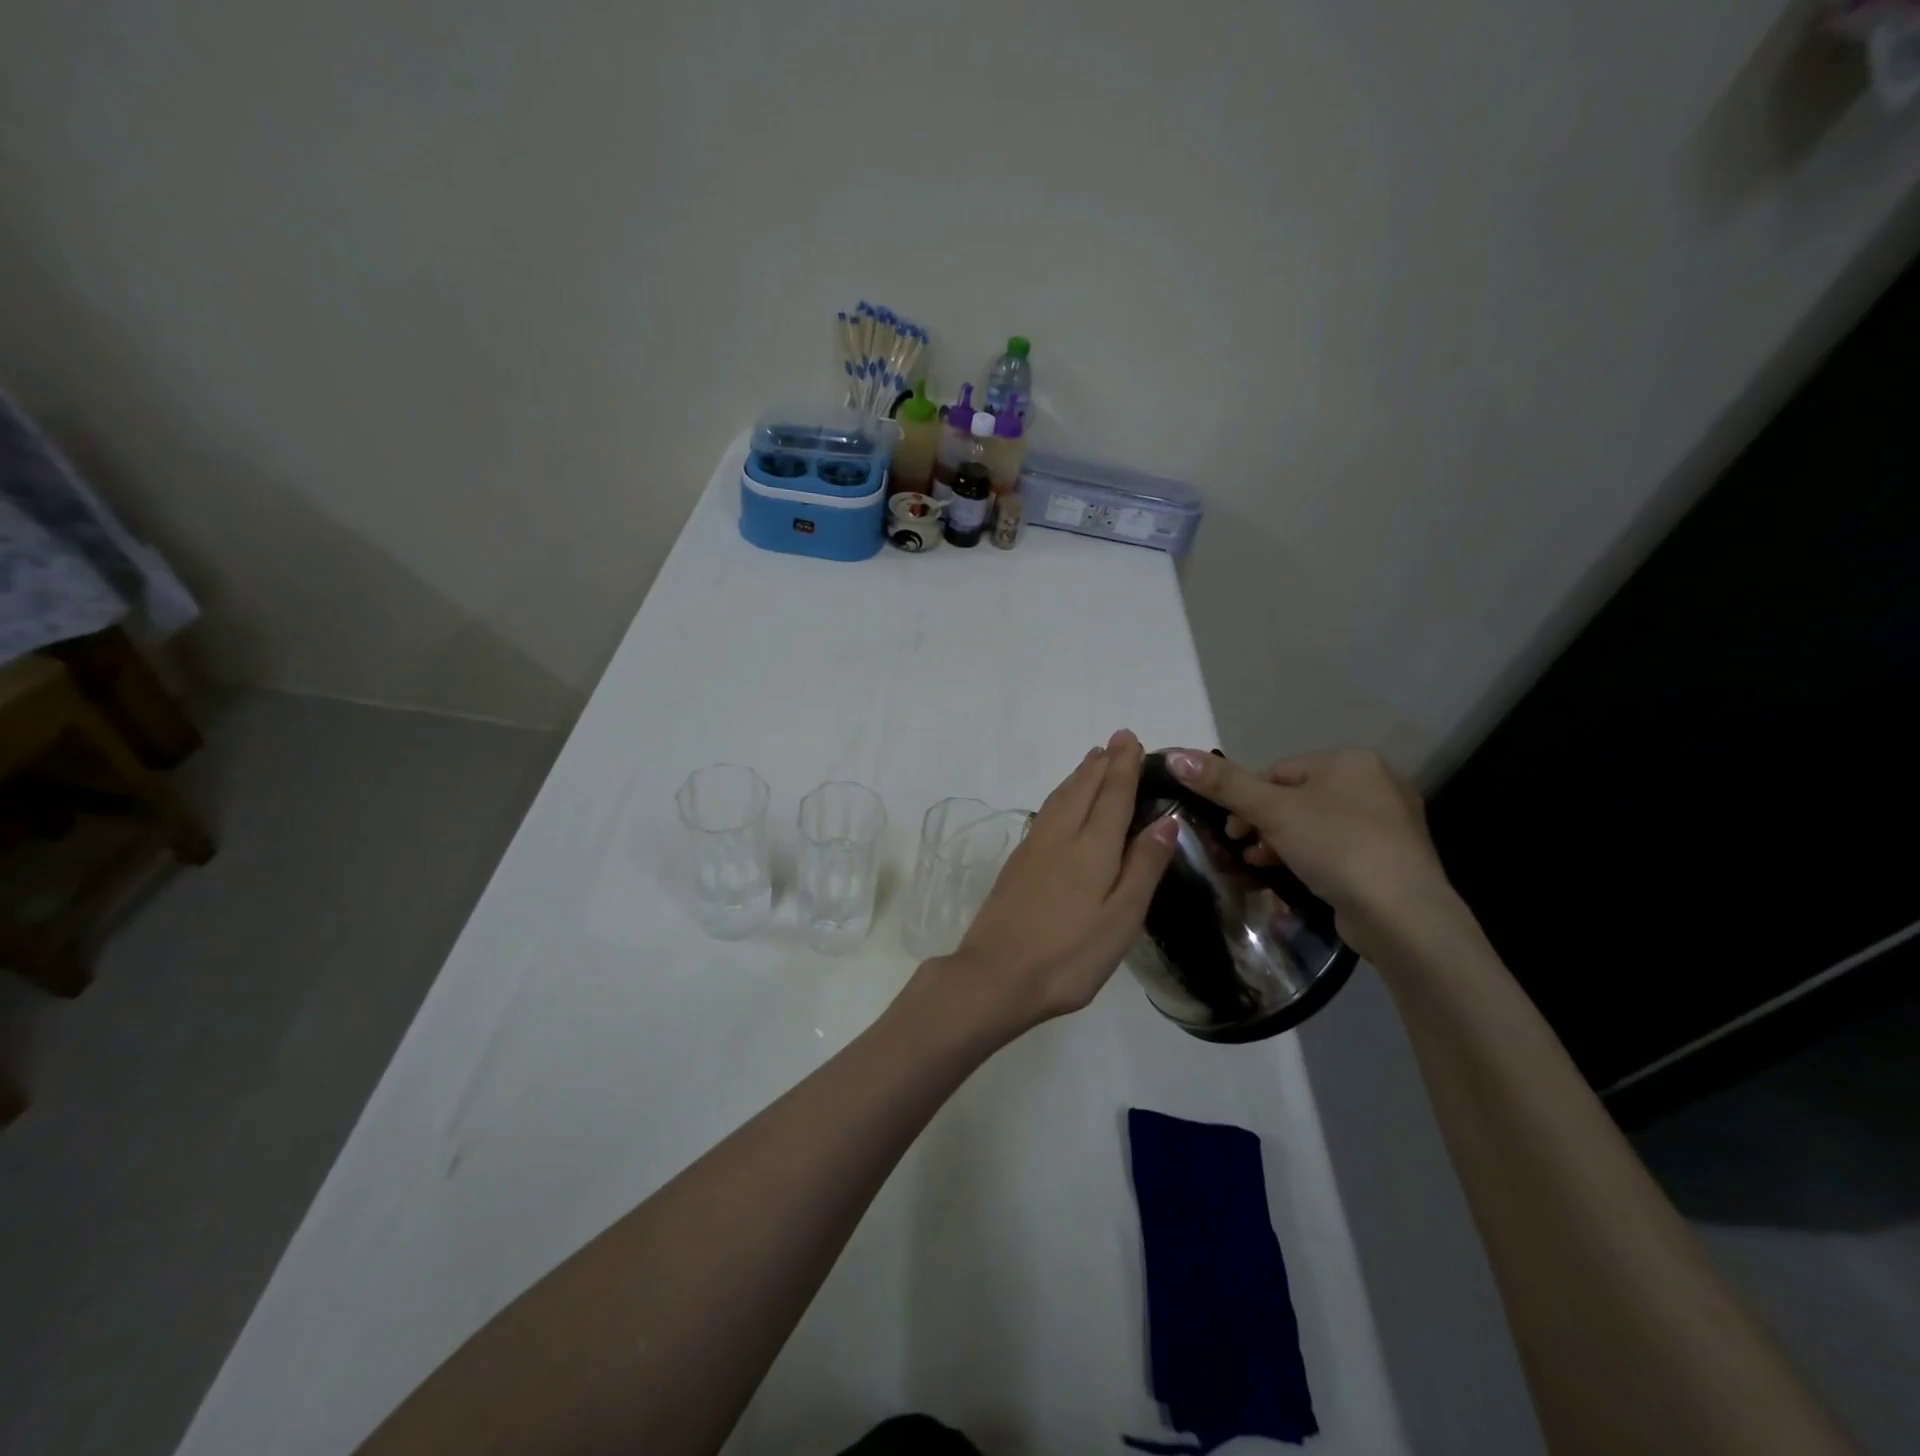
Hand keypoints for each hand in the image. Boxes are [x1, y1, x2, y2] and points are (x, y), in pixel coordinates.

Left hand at [930, 730, 1178, 1038]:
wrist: (995, 975)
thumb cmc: (1069, 955)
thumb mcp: (1121, 918)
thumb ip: (1144, 866)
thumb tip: (1166, 819)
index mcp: (1092, 847)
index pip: (1113, 794)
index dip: (1124, 766)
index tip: (1130, 738)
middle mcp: (1061, 836)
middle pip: (1083, 788)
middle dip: (1102, 763)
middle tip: (1116, 741)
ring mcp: (1033, 848)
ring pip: (1060, 798)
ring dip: (1079, 775)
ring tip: (1092, 761)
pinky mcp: (1017, 863)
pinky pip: (1045, 812)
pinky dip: (1060, 795)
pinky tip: (1061, 804)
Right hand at [1162, 747, 1462, 958]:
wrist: (1403, 915)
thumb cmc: (1336, 847)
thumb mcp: (1271, 811)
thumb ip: (1223, 784)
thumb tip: (1174, 756)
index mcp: (1350, 761)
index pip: (1278, 771)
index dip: (1245, 798)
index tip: (1229, 829)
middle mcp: (1375, 784)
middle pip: (1296, 798)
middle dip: (1262, 824)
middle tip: (1242, 850)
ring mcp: (1389, 824)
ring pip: (1315, 826)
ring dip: (1281, 844)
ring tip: (1259, 866)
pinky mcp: (1392, 860)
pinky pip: (1337, 850)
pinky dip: (1310, 860)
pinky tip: (1292, 879)